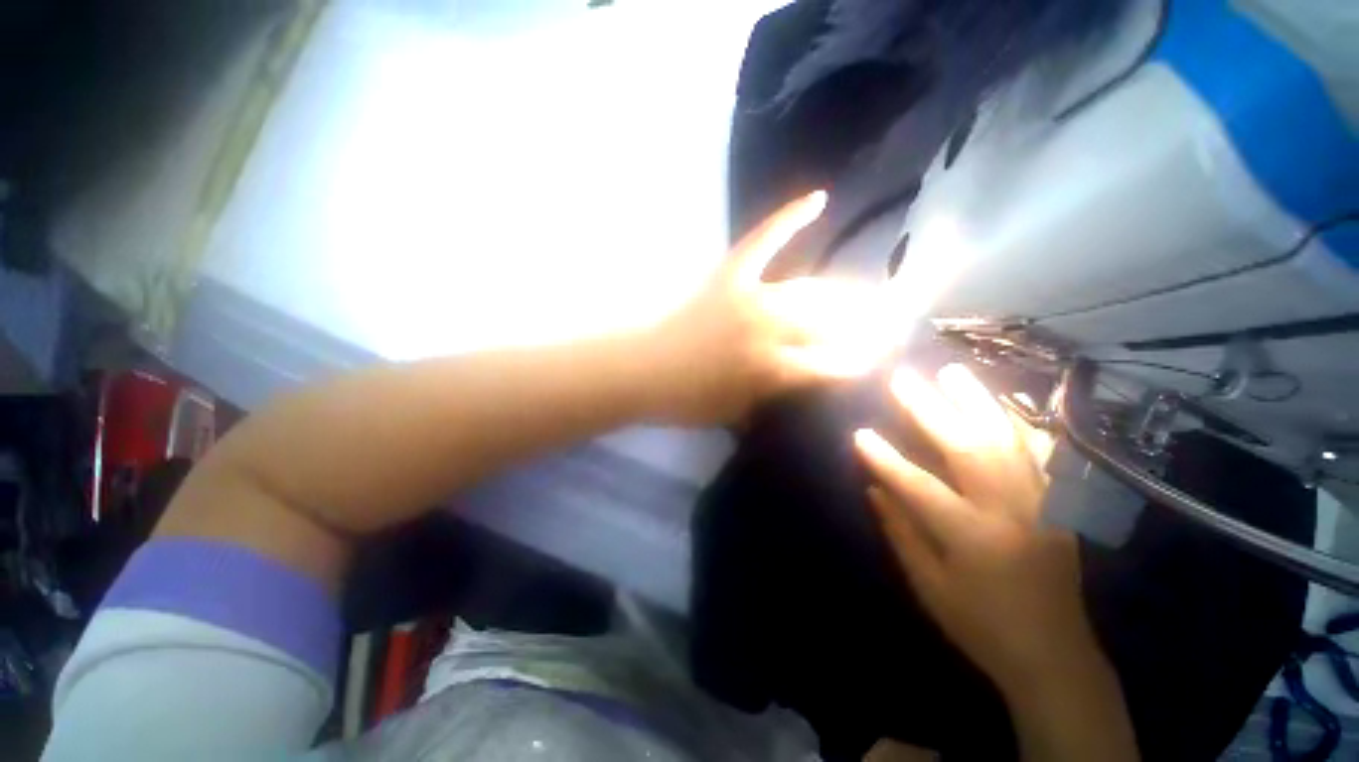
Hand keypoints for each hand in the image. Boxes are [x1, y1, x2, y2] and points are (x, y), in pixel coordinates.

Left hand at [645, 191, 897, 425]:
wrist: (642, 370)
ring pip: (810, 290)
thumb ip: (775, 393)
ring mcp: (750, 296)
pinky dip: (789, 219)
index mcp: (772, 369)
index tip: (875, 360)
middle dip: (863, 326)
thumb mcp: (738, 412)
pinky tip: (818, 198)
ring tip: (867, 296)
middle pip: (829, 323)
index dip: (857, 363)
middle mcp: (769, 329)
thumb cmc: (687, 400)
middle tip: (884, 325)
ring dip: (843, 294)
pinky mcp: (730, 275)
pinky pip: (764, 241)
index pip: (831, 366)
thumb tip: (805, 377)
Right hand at [854, 364, 1095, 692]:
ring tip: (953, 372)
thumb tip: (875, 488)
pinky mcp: (1060, 506)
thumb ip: (902, 532)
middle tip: (903, 380)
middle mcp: (1011, 512)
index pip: (919, 487)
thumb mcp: (929, 587)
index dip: (885, 459)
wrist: (1054, 657)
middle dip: (930, 410)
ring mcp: (1043, 505)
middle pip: (968, 448)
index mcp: (973, 538)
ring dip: (977, 402)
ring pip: (1008, 440)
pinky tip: (1003, 403)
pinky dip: (1021, 423)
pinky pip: (1042, 454)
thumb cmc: (982, 627)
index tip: (859, 433)